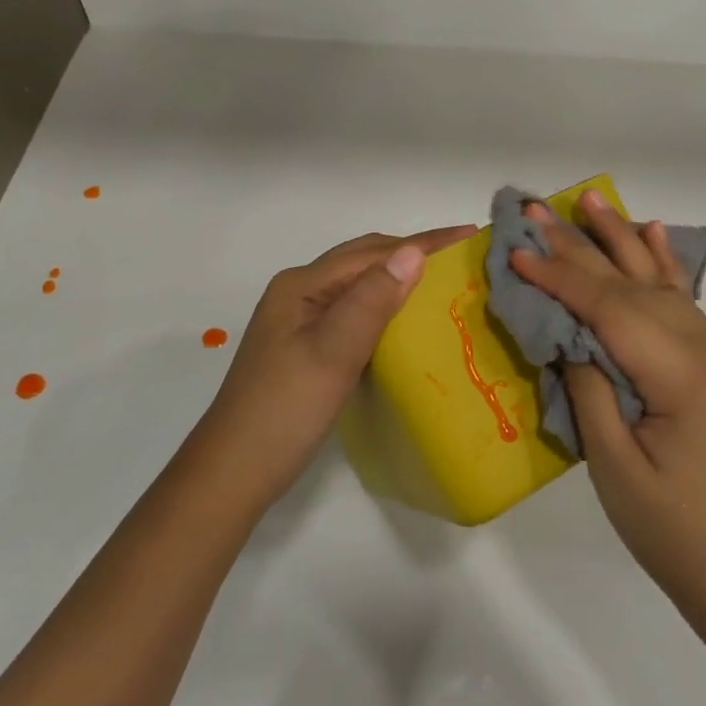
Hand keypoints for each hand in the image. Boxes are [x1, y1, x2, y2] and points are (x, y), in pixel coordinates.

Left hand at [197, 226, 476, 506]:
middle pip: (364, 260)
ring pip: (360, 285)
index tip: (471, 234)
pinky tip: (407, 320)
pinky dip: (386, 306)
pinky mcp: (307, 346)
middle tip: (463, 256)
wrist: (235, 472)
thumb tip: (413, 251)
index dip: (424, 242)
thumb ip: (371, 299)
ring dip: (400, 278)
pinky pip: (355, 311)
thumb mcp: (333, 352)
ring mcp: (301, 321)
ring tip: (444, 280)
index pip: (373, 252)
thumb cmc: (285, 410)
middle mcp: (300, 293)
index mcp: (302, 285)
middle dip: (413, 252)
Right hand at [510, 193, 705, 613]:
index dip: (560, 277)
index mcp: (680, 376)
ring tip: (591, 200)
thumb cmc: (673, 530)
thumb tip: (569, 337)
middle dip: (581, 246)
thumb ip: (590, 391)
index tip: (517, 251)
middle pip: (632, 285)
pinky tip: (653, 234)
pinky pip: (684, 302)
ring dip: (621, 240)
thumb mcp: (615, 468)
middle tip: (538, 209)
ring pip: (660, 282)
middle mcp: (704, 350)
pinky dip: (664, 264)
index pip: (609, 309)